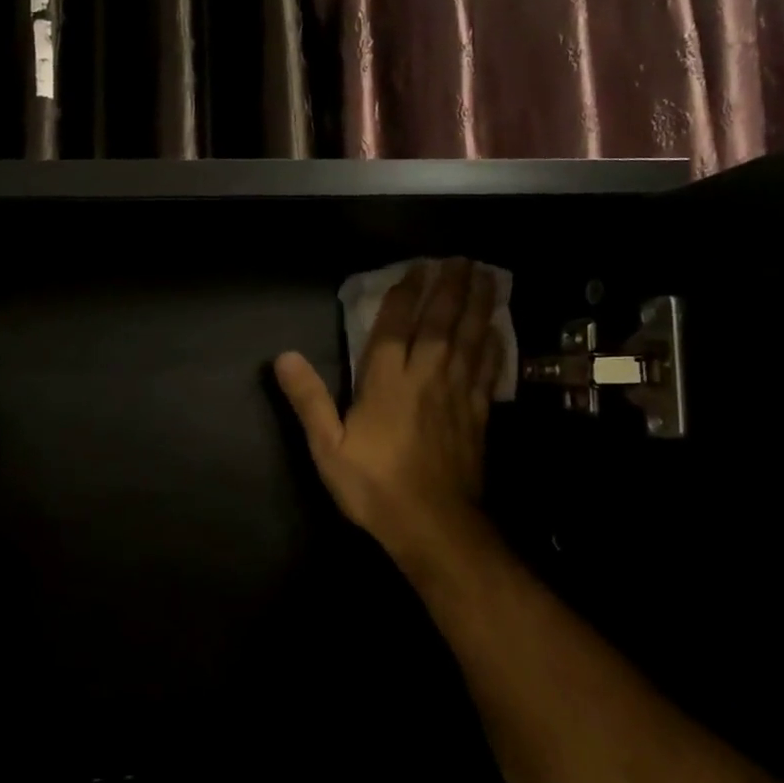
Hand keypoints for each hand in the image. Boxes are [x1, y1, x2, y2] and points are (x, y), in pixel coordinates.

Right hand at [275, 258, 501, 573]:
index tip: (415, 268)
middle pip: (440, 323)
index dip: (404, 295)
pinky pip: (489, 370)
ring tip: (486, 275)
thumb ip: (309, 400)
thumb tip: (283, 357)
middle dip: (448, 288)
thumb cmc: (374, 485)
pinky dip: (495, 346)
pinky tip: (500, 331)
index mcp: (385, 382)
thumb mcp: (327, 447)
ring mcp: (456, 394)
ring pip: (470, 338)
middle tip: (458, 258)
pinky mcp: (478, 414)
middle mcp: (425, 377)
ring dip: (477, 305)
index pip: (394, 327)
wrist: (432, 524)